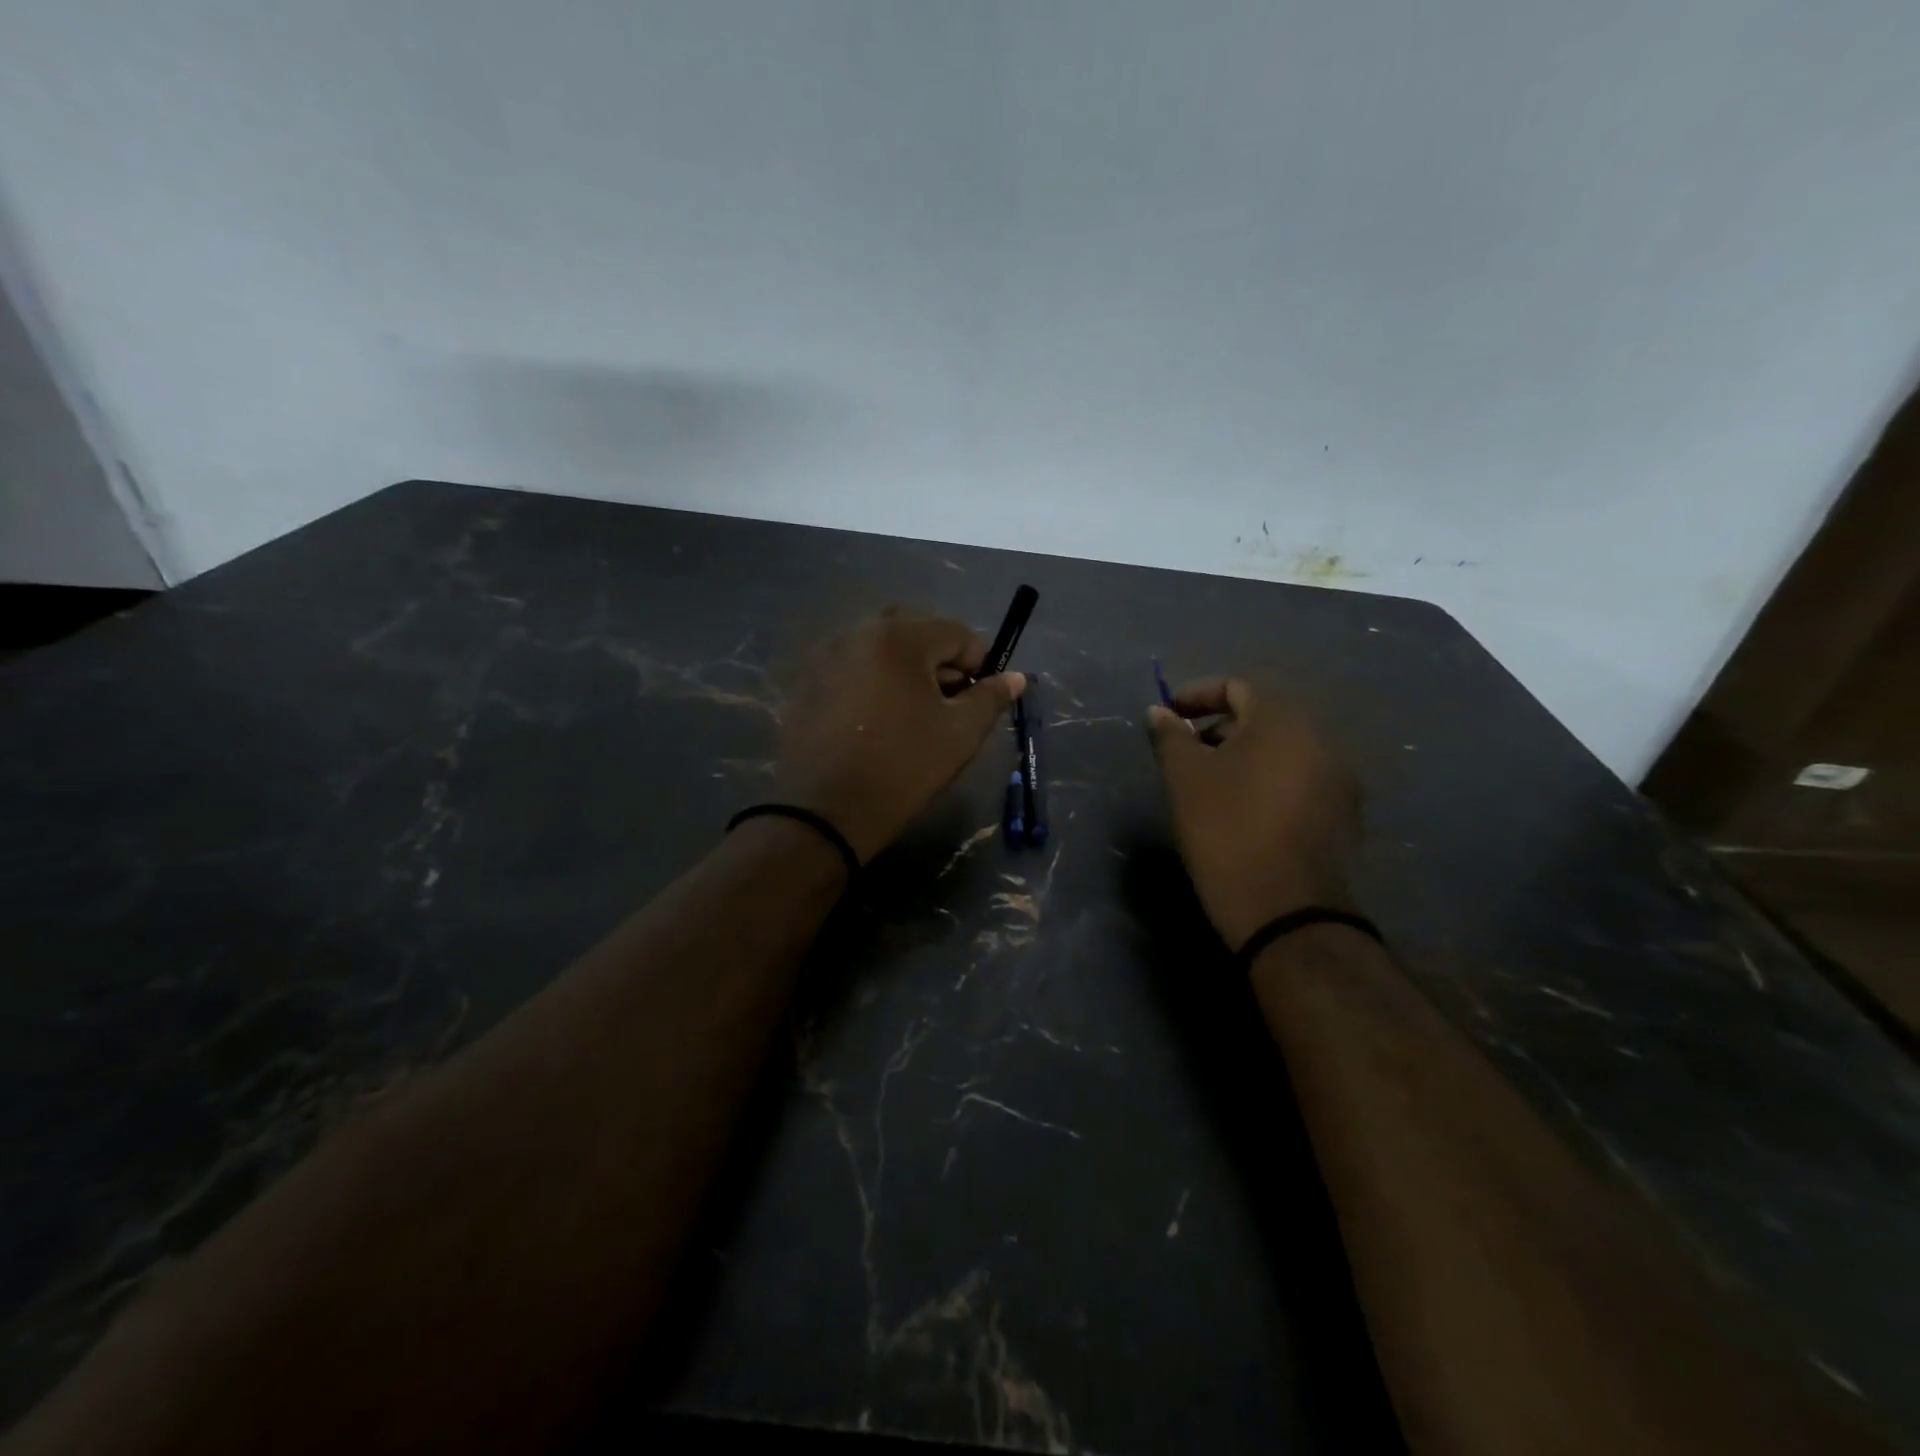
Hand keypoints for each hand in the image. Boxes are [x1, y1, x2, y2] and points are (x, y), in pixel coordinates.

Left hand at [773, 610, 1026, 862]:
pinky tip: (875, 719)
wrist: (825, 813)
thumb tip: (1015, 678)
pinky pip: (852, 665)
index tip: (979, 699)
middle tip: (946, 702)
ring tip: (911, 712)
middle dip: (940, 659)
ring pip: (881, 645)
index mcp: (899, 637)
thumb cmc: (903, 768)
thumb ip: (990, 698)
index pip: (956, 632)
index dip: (978, 663)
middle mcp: (858, 631)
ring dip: (905, 667)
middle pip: (916, 630)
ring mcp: (826, 654)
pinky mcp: (806, 680)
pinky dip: (873, 679)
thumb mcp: (959, 734)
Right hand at [1147, 677, 1360, 950]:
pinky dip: (1267, 781)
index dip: (1196, 695)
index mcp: (1283, 719)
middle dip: (1218, 728)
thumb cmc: (1225, 828)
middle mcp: (1321, 738)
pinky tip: (1243, 810)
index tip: (1168, 716)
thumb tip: (1159, 711)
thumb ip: (1170, 735)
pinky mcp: (1343, 814)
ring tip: (1209, 783)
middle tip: (1184, 752)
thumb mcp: (1184, 777)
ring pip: (1282, 750)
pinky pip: (1298, 779)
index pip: (1236, 687)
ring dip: (1243, 755)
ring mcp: (1339, 778)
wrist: (1283, 908)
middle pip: (1262, 717)